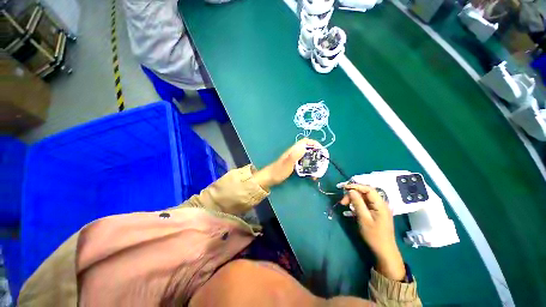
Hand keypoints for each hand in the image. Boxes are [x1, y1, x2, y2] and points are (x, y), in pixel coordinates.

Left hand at [253, 138, 321, 189]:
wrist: (269, 178)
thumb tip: (304, 147)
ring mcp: (295, 159)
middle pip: (308, 150)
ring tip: (317, 173)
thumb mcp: (287, 164)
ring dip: (314, 163)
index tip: (321, 150)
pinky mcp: (294, 165)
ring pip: (307, 158)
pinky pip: (305, 164)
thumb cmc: (278, 171)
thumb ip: (294, 156)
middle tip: (321, 164)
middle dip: (316, 155)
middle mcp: (295, 153)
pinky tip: (311, 176)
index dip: (314, 143)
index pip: (305, 141)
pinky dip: (310, 169)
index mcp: (293, 150)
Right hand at [340, 184, 405, 280]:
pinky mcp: (375, 212)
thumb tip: (351, 190)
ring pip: (363, 198)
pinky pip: (365, 204)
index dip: (356, 186)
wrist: (384, 251)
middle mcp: (380, 204)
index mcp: (380, 204)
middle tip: (343, 202)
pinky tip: (350, 209)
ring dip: (353, 199)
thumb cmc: (374, 236)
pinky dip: (356, 204)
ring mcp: (378, 208)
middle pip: (365, 193)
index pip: (368, 189)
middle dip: (352, 194)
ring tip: (344, 205)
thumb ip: (358, 203)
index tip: (344, 188)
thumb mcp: (364, 219)